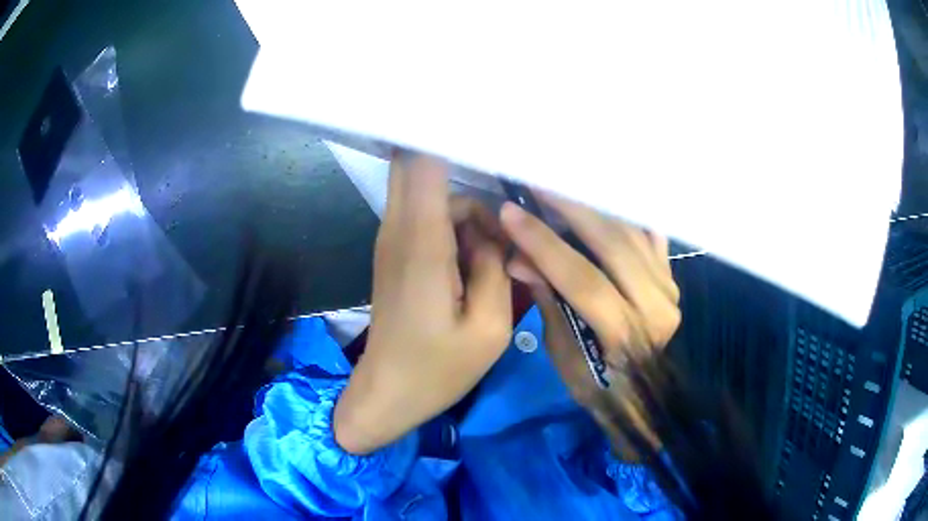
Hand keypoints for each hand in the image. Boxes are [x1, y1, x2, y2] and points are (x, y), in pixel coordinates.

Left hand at [334, 154, 511, 454]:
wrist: (387, 394)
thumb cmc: (438, 370)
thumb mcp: (490, 328)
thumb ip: (499, 267)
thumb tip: (496, 232)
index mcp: (423, 244)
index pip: (422, 162)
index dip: (444, 131)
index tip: (478, 115)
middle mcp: (400, 230)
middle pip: (417, 162)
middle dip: (454, 152)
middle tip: (500, 160)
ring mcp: (394, 239)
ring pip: (432, 190)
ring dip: (467, 206)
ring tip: (497, 252)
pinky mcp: (397, 252)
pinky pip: (428, 214)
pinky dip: (456, 221)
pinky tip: (479, 257)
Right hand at [500, 192, 679, 416]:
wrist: (642, 393)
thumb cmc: (596, 384)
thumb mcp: (563, 351)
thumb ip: (547, 298)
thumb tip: (517, 258)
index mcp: (625, 334)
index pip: (582, 279)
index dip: (544, 243)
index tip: (510, 212)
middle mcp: (655, 305)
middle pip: (613, 244)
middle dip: (571, 208)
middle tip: (538, 182)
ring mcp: (669, 287)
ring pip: (631, 233)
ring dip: (594, 205)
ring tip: (562, 185)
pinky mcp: (671, 278)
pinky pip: (649, 235)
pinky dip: (625, 214)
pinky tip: (602, 196)